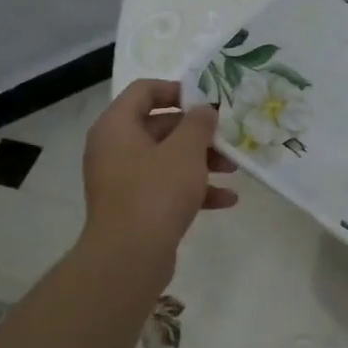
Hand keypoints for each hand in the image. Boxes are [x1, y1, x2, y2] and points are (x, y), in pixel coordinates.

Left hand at [81, 80, 236, 266]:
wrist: (129, 257)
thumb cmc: (156, 192)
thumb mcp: (185, 151)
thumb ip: (198, 124)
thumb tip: (203, 110)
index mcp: (117, 126)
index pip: (144, 91)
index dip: (177, 90)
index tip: (207, 101)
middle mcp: (114, 148)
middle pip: (159, 126)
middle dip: (198, 132)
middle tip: (227, 137)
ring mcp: (122, 179)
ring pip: (166, 159)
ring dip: (201, 161)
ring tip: (233, 169)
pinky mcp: (134, 206)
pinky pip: (166, 187)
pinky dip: (193, 189)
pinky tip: (226, 199)